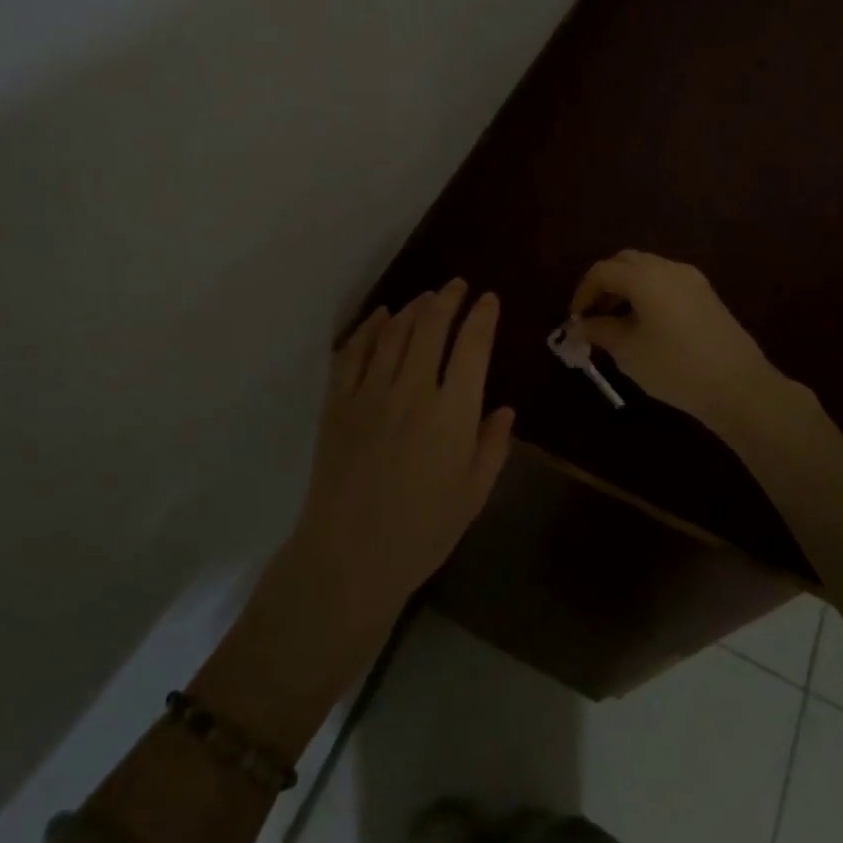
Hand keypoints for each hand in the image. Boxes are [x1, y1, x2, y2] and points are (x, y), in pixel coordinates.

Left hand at [286, 281, 513, 638]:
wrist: (349, 557)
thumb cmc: (422, 531)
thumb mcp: (474, 494)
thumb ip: (493, 446)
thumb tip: (505, 409)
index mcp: (452, 413)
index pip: (471, 346)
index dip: (482, 316)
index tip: (488, 299)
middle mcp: (412, 390)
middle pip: (430, 327)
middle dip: (448, 298)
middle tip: (457, 285)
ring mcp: (369, 392)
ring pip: (393, 332)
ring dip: (413, 307)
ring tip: (427, 297)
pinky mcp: (337, 402)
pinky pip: (353, 352)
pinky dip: (369, 327)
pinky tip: (381, 317)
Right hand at [568, 251, 783, 432]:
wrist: (739, 386)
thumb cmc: (675, 367)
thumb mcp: (628, 351)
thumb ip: (599, 331)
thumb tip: (577, 326)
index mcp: (645, 277)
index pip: (602, 271)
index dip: (583, 293)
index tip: (575, 320)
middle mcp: (668, 268)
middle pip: (625, 262)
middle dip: (604, 284)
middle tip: (594, 315)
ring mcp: (691, 279)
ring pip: (647, 270)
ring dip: (626, 288)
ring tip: (617, 323)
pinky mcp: (705, 294)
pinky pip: (666, 282)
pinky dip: (647, 293)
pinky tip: (645, 324)